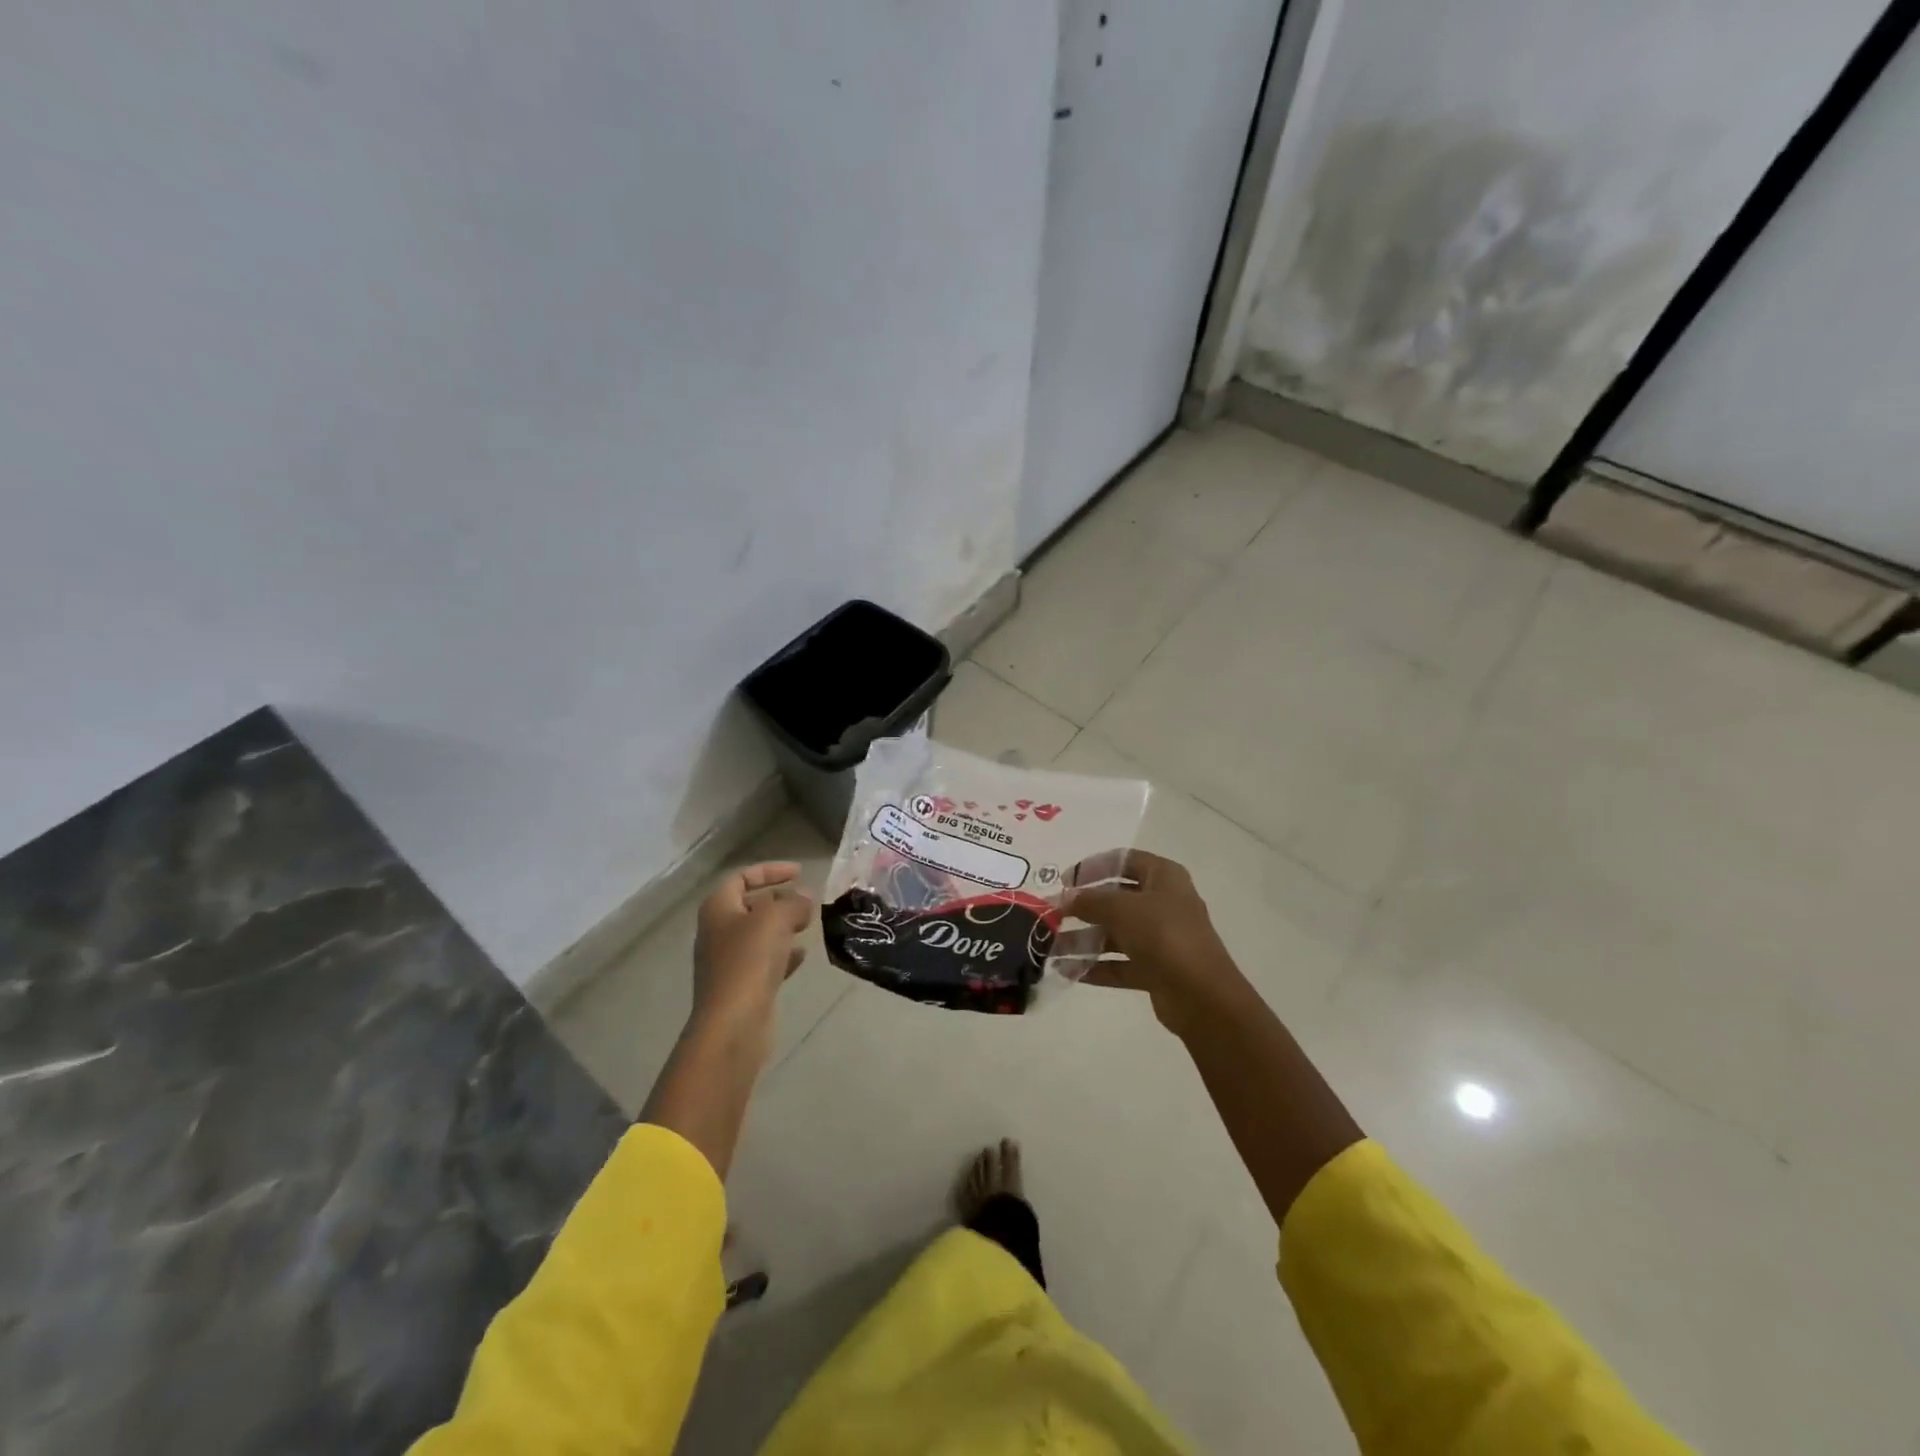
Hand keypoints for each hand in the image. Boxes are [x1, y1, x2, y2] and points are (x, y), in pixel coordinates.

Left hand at [692, 862, 814, 1033]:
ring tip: (808, 925)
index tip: (799, 872)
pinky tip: (802, 956)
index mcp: (718, 908)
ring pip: (759, 935)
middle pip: (750, 906)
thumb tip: (805, 898)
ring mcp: (728, 961)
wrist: (733, 1024)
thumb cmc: (749, 962)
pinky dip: (783, 954)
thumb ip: (794, 902)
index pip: (742, 877)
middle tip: (807, 901)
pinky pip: (764, 961)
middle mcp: (718, 932)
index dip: (770, 871)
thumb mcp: (776, 919)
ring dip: (784, 927)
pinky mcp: (741, 986)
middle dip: (780, 900)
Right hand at [1062, 849, 1244, 1037]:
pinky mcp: (1157, 969)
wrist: (1202, 996)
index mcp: (1164, 877)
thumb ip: (1090, 900)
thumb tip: (1066, 897)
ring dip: (1084, 941)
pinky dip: (1097, 966)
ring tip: (1051, 949)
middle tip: (1053, 916)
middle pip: (1117, 899)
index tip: (1065, 880)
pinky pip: (1120, 963)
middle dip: (1084, 908)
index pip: (1124, 860)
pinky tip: (1068, 971)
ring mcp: (1161, 938)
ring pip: (1116, 934)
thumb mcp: (1122, 909)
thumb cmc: (1164, 935)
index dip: (1094, 866)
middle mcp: (1164, 903)